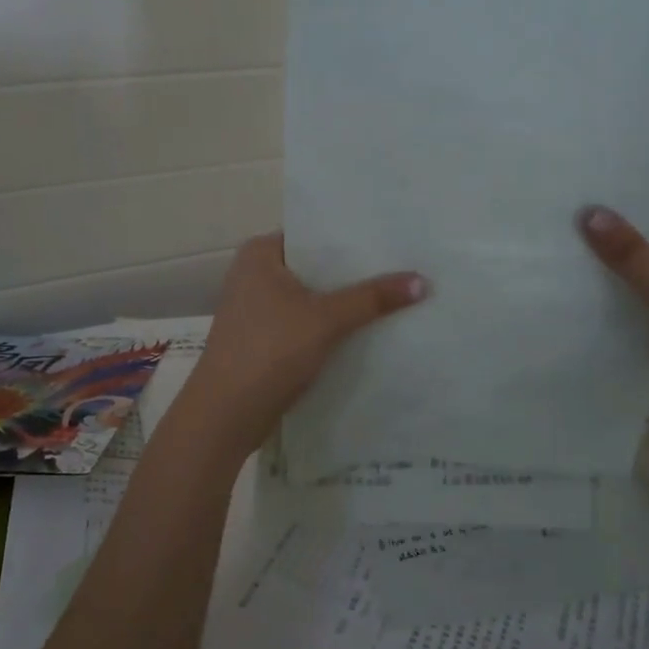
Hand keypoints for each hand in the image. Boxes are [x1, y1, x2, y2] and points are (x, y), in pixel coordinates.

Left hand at [180, 233, 427, 452]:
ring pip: (314, 297)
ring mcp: (258, 309)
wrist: (225, 416)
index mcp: (261, 253)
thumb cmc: (269, 351)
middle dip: (355, 271)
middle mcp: (256, 274)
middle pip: (317, 266)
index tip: (394, 237)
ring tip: (396, 293)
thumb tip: (423, 281)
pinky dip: (333, 325)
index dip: (353, 235)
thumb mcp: (326, 319)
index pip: (314, 232)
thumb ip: (373, 298)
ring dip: (346, 301)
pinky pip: (308, 322)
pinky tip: (369, 328)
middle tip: (405, 264)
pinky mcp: (266, 340)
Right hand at [579, 207, 648, 450]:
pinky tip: (586, 292)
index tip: (596, 192)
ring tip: (570, 247)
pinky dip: (623, 302)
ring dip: (620, 272)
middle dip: (624, 238)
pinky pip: (648, 308)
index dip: (642, 205)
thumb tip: (589, 213)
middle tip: (572, 217)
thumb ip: (633, 255)